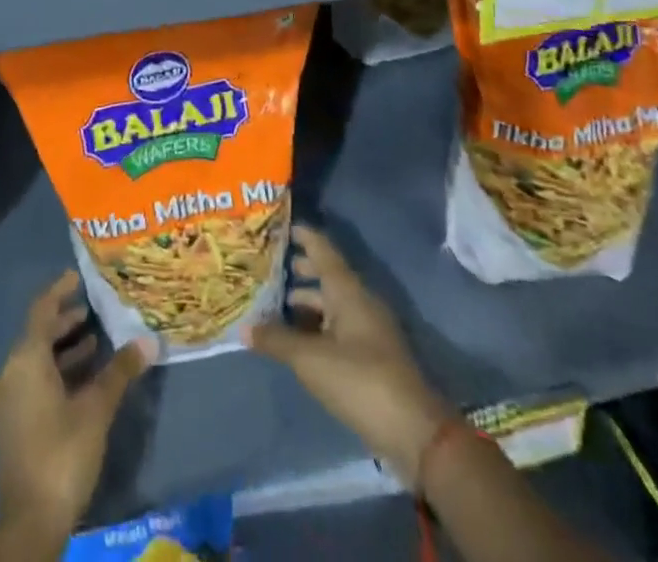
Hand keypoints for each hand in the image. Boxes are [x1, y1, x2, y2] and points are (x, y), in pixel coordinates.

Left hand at [0, 270, 154, 547]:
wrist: (26, 522)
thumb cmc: (62, 453)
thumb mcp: (96, 409)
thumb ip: (119, 372)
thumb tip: (148, 342)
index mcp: (26, 360)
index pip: (42, 310)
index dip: (60, 291)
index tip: (78, 276)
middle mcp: (10, 373)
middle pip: (37, 334)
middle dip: (64, 321)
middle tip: (92, 309)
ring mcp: (6, 401)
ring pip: (35, 361)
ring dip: (62, 349)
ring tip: (93, 343)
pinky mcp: (9, 425)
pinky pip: (31, 382)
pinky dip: (54, 373)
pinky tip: (79, 382)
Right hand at [248, 225, 455, 484]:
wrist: (414, 432)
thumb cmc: (360, 380)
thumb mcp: (311, 359)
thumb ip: (277, 340)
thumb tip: (244, 327)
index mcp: (348, 290)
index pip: (322, 250)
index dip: (303, 235)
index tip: (281, 226)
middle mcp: (360, 302)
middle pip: (327, 276)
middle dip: (300, 269)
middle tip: (269, 266)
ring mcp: (369, 330)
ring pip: (332, 304)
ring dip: (307, 302)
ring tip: (276, 305)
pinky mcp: (372, 358)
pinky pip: (338, 328)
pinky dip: (317, 326)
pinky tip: (298, 340)